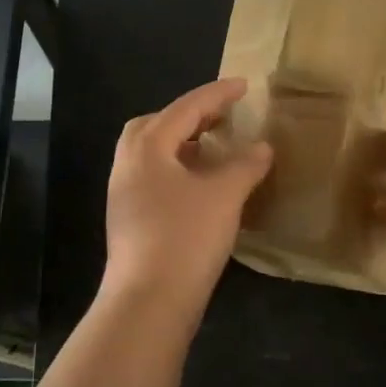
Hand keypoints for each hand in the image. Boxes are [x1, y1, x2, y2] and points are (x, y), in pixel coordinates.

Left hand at [101, 78, 273, 320]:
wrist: (148, 301)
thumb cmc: (186, 237)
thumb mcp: (225, 195)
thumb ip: (245, 164)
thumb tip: (262, 147)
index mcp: (147, 147)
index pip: (186, 108)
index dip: (217, 94)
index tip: (244, 85)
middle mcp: (128, 164)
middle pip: (156, 125)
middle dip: (189, 116)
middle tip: (221, 118)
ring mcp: (124, 194)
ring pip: (152, 153)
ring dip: (182, 144)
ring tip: (214, 149)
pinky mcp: (129, 219)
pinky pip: (153, 177)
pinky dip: (177, 169)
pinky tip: (201, 186)